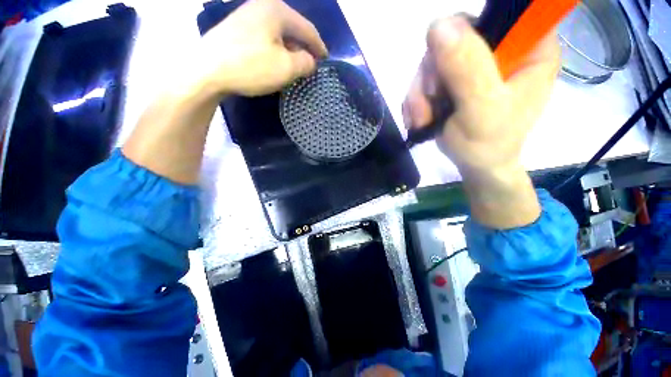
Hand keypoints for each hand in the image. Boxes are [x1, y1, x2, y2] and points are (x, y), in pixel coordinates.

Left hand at [124, 0, 326, 183]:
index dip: (319, 46)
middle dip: (304, 47)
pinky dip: (275, 50)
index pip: (307, 28)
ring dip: (289, 49)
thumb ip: (306, 63)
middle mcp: (261, 6)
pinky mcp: (236, 29)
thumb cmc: (251, 67)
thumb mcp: (286, 67)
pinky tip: (275, 61)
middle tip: (311, 64)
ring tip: (296, 65)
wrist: (206, 70)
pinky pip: (265, 38)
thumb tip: (310, 60)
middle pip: (292, 28)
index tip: (326, 60)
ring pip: (278, 34)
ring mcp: (246, 15)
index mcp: (277, 10)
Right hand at [403, 17, 559, 228]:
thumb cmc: (488, 144)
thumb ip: (466, 69)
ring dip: (420, 94)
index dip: (468, 31)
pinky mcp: (454, 80)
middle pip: (455, 36)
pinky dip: (417, 101)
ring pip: (434, 60)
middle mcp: (502, 48)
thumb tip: (438, 25)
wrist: (475, 166)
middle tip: (429, 105)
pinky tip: (421, 118)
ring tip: (424, 119)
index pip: (500, 13)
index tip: (449, 64)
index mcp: (529, 48)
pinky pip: (425, 79)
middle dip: (432, 75)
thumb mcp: (481, 109)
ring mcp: (475, 64)